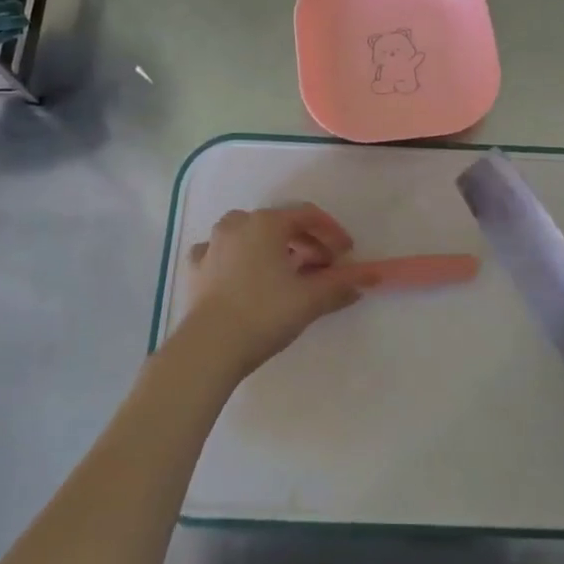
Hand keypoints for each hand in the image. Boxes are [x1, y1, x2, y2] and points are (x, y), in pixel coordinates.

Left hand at [176, 204, 364, 381]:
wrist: (209, 347)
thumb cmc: (264, 314)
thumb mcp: (309, 300)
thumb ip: (339, 285)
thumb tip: (366, 280)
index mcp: (267, 223)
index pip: (307, 216)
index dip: (331, 232)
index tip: (347, 253)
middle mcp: (238, 224)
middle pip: (279, 223)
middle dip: (305, 242)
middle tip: (323, 267)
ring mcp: (213, 244)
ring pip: (249, 233)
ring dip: (272, 247)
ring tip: (286, 271)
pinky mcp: (197, 268)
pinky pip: (222, 252)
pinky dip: (237, 258)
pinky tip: (243, 274)